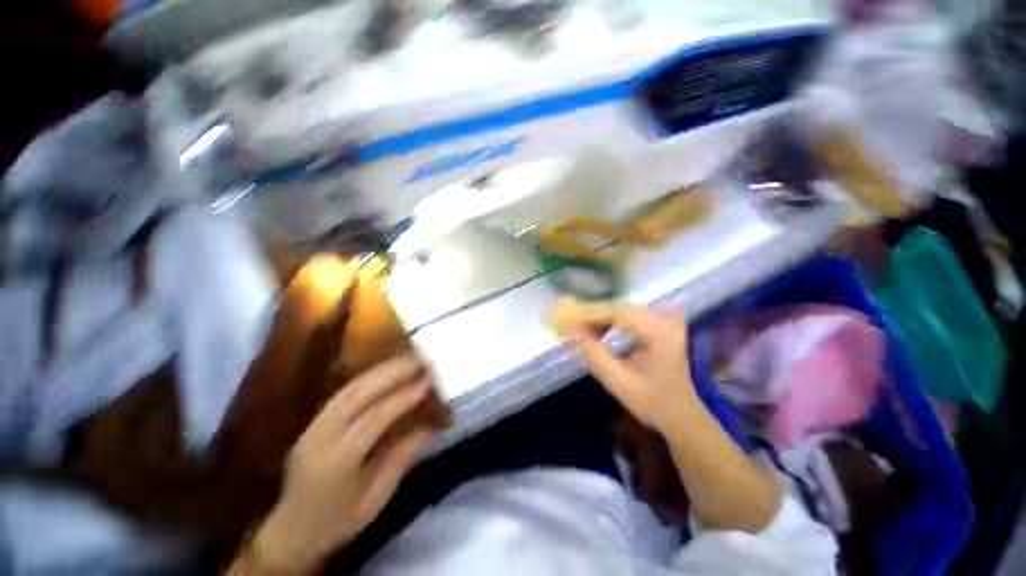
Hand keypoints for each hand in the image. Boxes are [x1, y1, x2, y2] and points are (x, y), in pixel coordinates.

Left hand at [250, 356, 439, 573]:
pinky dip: (366, 379)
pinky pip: (342, 394)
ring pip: (348, 388)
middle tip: (419, 360)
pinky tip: (383, 372)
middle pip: (358, 394)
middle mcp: (321, 437)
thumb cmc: (339, 521)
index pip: (374, 417)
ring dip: (380, 370)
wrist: (290, 534)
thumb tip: (432, 427)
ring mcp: (312, 428)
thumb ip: (403, 457)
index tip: (427, 381)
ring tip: (405, 360)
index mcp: (338, 461)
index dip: (403, 396)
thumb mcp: (377, 496)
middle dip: (392, 372)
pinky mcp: (312, 424)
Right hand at [552, 301, 698, 433]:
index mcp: (659, 332)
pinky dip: (605, 323)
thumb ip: (595, 355)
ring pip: (618, 311)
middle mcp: (663, 320)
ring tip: (575, 330)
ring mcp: (662, 320)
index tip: (562, 318)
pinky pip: (624, 317)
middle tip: (563, 322)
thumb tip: (572, 333)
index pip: (616, 313)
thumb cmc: (653, 402)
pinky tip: (593, 332)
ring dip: (595, 319)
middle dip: (587, 316)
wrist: (681, 414)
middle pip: (616, 309)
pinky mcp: (656, 325)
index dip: (586, 314)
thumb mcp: (619, 383)